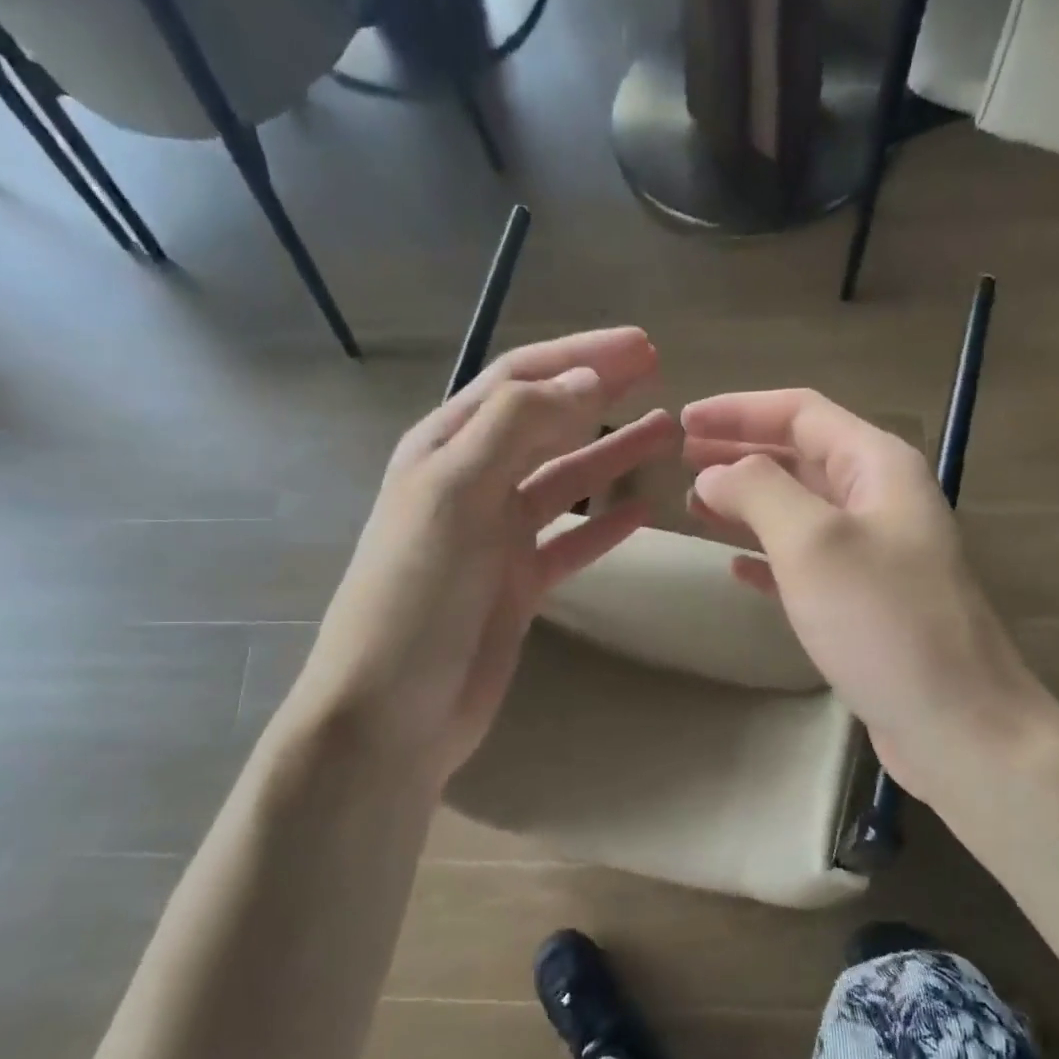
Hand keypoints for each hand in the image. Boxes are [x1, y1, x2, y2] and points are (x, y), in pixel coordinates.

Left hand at [296, 329, 679, 787]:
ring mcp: (497, 537)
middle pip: (545, 422)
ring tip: (665, 432)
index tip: (641, 347)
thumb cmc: (416, 597)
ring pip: (565, 480)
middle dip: (598, 392)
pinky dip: (606, 525)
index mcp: (445, 449)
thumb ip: (516, 428)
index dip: (578, 356)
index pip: (518, 381)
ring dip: (611, 453)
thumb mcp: (455, 496)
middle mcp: (472, 484)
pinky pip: (572, 542)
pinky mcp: (518, 586)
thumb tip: (586, 379)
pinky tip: (643, 511)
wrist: (393, 711)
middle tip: (658, 371)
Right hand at [683, 389, 1046, 803]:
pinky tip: (735, 567)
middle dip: (741, 453)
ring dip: (749, 503)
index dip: (740, 410)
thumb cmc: (884, 622)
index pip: (801, 413)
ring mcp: (876, 555)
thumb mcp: (813, 543)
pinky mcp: (866, 604)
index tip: (684, 421)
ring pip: (800, 510)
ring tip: (695, 507)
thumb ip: (759, 491)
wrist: (955, 722)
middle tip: (682, 461)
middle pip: (801, 457)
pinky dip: (768, 556)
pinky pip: (807, 563)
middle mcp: (880, 500)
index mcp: (878, 467)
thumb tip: (715, 474)